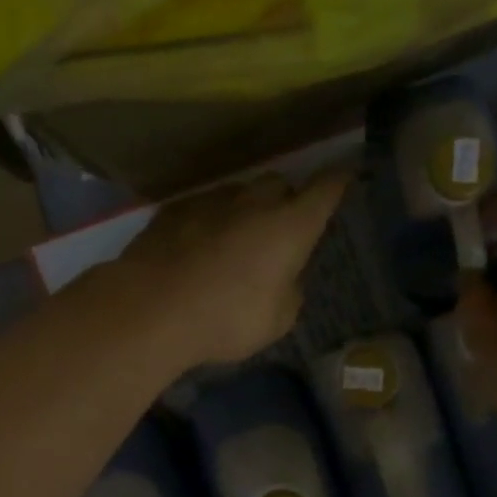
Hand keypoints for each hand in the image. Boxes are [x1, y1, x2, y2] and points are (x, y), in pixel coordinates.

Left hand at [108, 169, 352, 370]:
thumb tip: (285, 279)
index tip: (345, 177)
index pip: (326, 189)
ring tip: (235, 240)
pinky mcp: (174, 209)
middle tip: (280, 228)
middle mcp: (254, 202)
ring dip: (244, 209)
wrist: (152, 308)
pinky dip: (209, 220)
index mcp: (290, 225)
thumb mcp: (276, 320)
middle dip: (285, 200)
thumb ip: (288, 292)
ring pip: (238, 193)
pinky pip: (203, 207)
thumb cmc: (227, 318)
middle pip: (279, 184)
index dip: (338, 182)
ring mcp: (211, 200)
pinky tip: (198, 246)